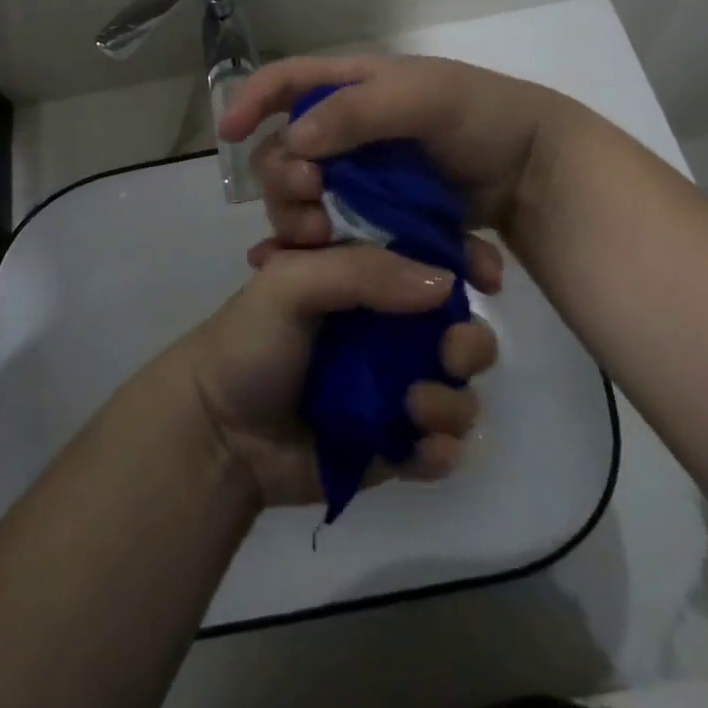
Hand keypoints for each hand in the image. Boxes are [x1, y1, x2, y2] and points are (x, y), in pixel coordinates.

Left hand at [174, 243, 497, 508]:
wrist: (218, 432)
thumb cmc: (251, 340)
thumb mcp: (293, 281)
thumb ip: (363, 271)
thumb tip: (448, 280)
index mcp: (366, 278)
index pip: (431, 259)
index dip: (466, 261)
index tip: (488, 272)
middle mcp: (388, 327)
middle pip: (458, 326)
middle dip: (469, 341)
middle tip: (449, 354)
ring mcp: (394, 387)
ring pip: (459, 389)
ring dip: (453, 401)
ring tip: (413, 409)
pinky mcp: (394, 443)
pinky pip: (441, 448)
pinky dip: (440, 449)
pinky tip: (416, 449)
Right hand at [219, 55, 579, 268]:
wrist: (535, 168)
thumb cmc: (479, 116)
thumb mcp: (423, 97)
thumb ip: (358, 112)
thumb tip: (295, 140)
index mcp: (352, 87)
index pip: (286, 81)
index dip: (251, 100)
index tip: (228, 133)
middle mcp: (346, 129)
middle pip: (286, 150)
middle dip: (282, 178)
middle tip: (310, 202)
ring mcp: (362, 175)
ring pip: (305, 197)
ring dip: (301, 219)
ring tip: (322, 242)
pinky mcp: (379, 214)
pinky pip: (336, 230)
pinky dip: (318, 250)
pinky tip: (302, 268)